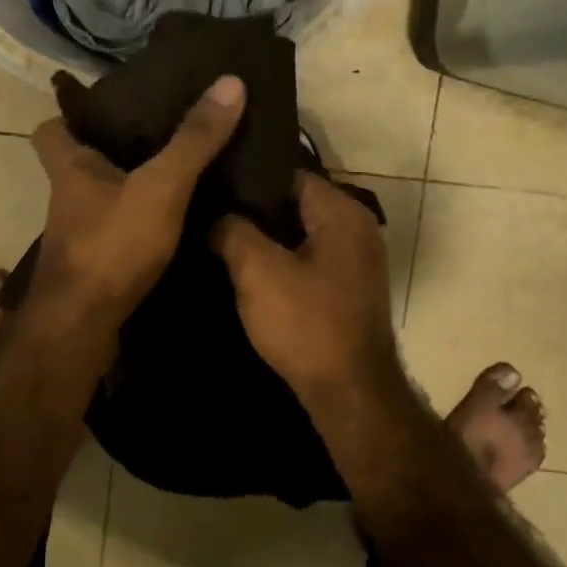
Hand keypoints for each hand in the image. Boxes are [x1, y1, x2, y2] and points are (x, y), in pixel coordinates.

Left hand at [28, 73, 246, 327]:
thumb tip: (230, 82)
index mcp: (71, 169)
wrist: (81, 326)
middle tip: (156, 137)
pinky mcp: (92, 268)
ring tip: (173, 177)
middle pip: (78, 164)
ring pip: (98, 201)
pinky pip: (114, 234)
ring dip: (126, 190)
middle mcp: (67, 200)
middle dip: (110, 151)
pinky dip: (135, 227)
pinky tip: (170, 227)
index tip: (103, 108)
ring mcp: (76, 236)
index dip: (69, 115)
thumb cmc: (112, 245)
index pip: (50, 129)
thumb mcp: (161, 186)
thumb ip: (194, 140)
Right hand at [211, 173, 402, 408]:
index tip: (211, 186)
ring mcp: (356, 260)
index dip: (247, 179)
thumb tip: (216, 216)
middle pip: (294, 204)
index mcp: (342, 212)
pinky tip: (248, 271)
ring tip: (220, 238)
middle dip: (253, 211)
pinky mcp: (347, 288)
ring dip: (265, 239)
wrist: (348, 392)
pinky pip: (308, 259)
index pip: (288, 174)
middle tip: (209, 213)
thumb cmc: (306, 324)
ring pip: (299, 234)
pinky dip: (282, 261)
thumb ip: (232, 231)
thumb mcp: (257, 271)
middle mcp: (357, 227)